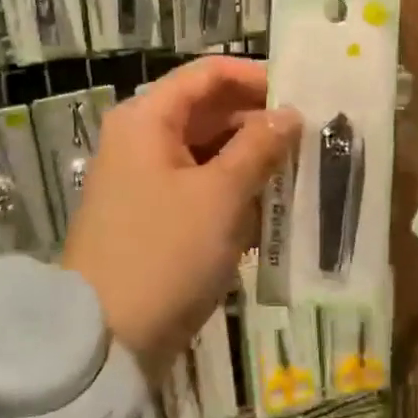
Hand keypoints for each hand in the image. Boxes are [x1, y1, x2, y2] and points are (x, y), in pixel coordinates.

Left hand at [65, 57, 299, 378]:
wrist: (104, 343)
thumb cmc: (164, 253)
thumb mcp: (220, 196)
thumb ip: (259, 147)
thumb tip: (290, 114)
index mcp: (148, 119)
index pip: (208, 74)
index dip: (256, 77)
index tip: (303, 94)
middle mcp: (143, 140)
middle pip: (210, 112)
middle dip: (260, 123)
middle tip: (313, 137)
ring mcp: (147, 181)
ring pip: (210, 153)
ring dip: (253, 162)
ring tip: (304, 173)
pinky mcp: (156, 219)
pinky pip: (203, 190)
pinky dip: (236, 194)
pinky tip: (275, 212)